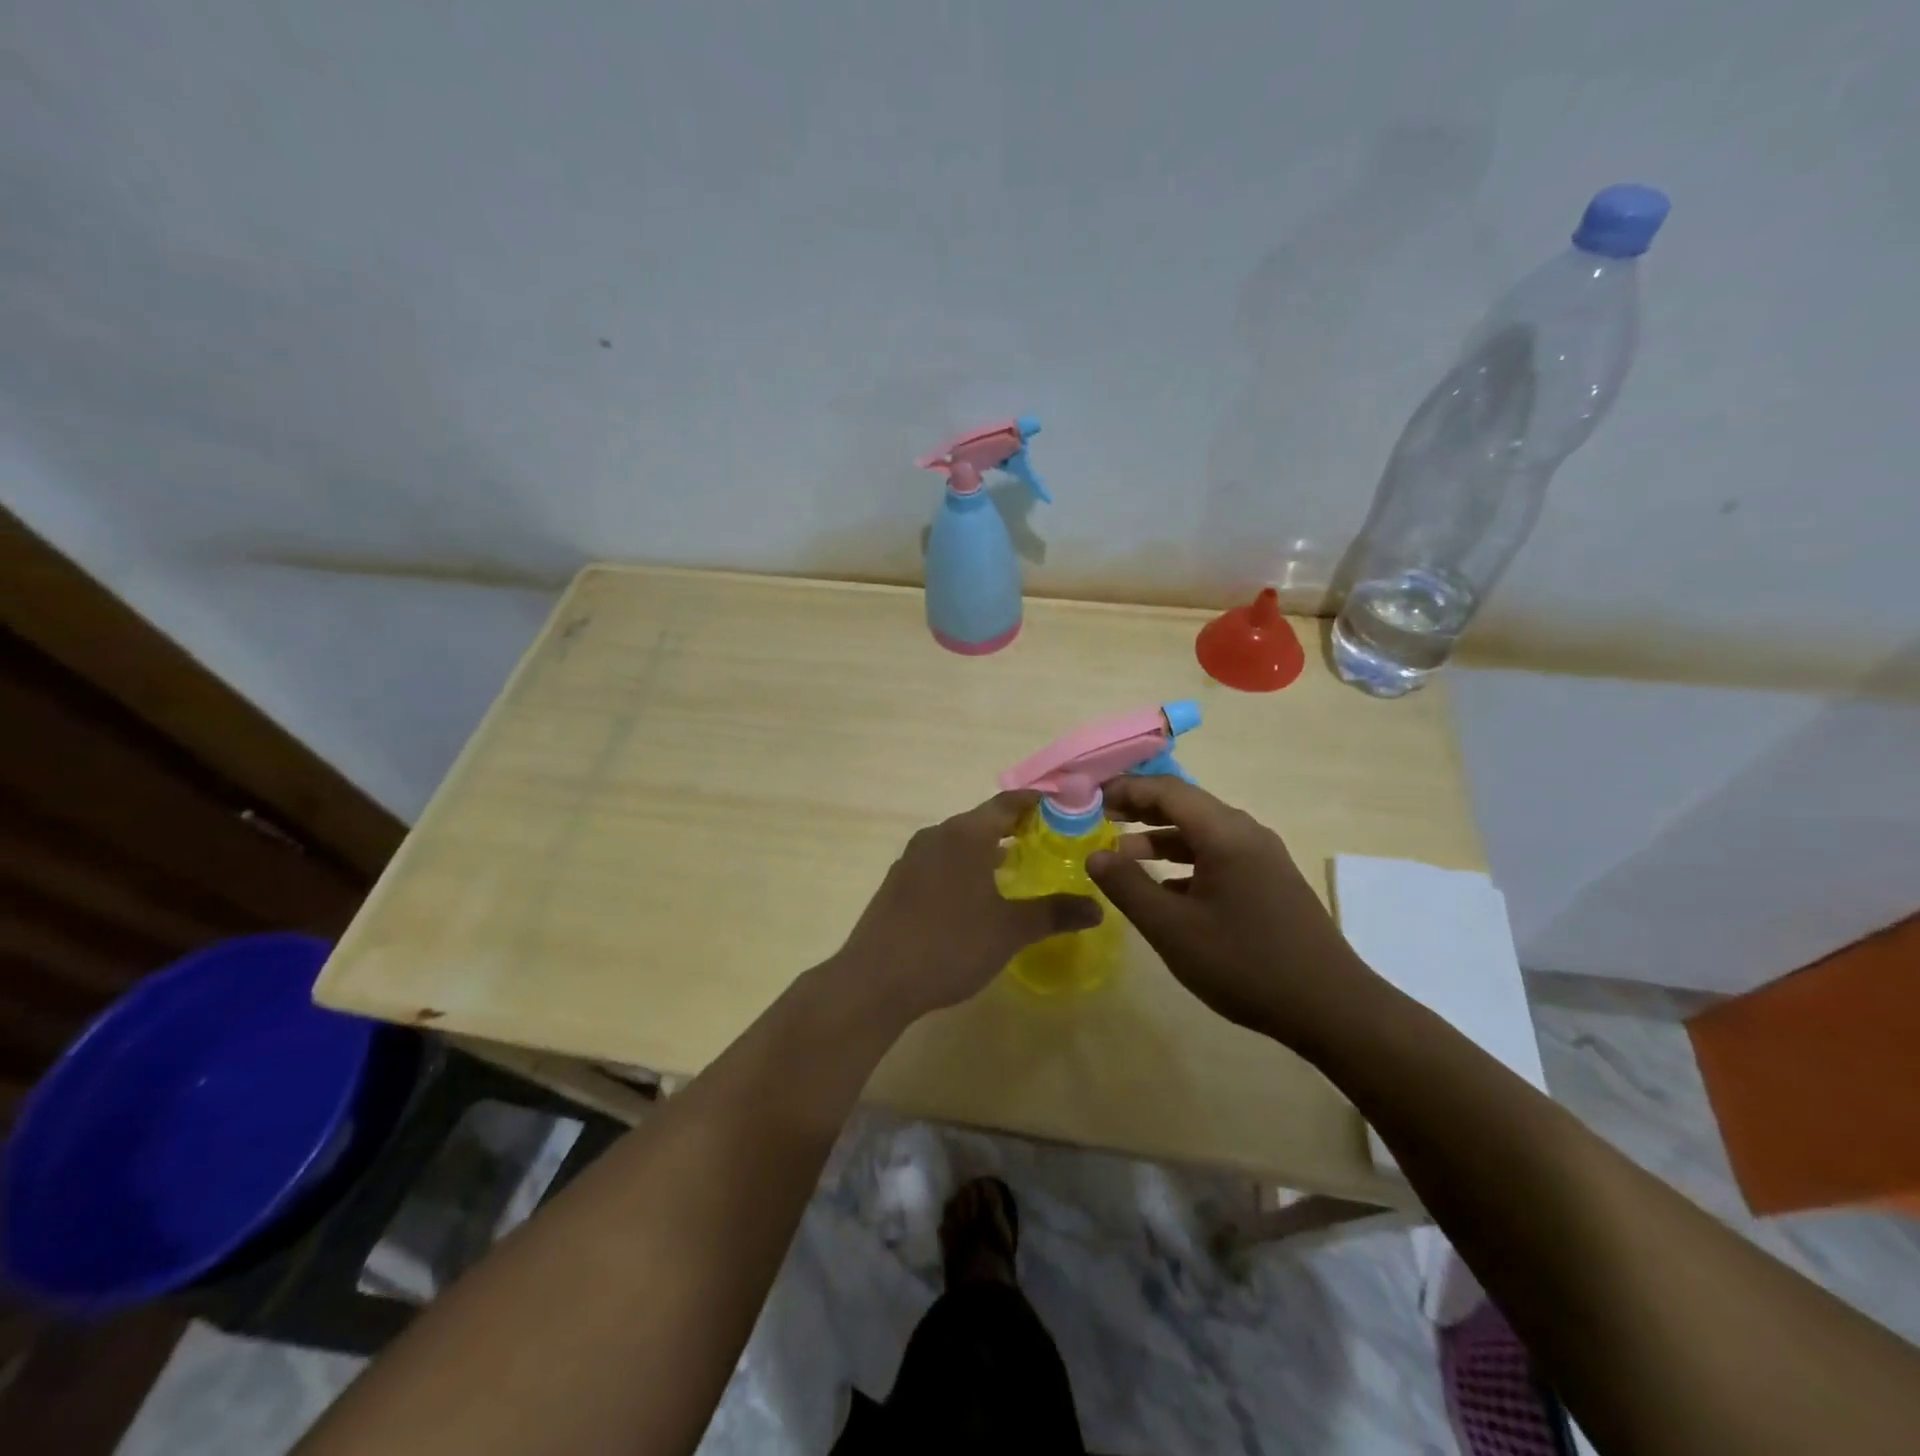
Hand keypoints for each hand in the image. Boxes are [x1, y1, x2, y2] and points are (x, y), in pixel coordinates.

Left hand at [834, 791, 1100, 1022]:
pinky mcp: (898, 881)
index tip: (1064, 807)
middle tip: (1049, 841)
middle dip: (1016, 827)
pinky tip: (975, 895)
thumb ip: (1054, 913)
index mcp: (965, 834)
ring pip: (959, 841)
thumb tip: (1098, 907)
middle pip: (983, 819)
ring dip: (988, 848)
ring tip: (1017, 867)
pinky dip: (964, 866)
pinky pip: (940, 861)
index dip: (1037, 803)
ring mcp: (912, 857)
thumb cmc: (950, 944)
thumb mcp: (1009, 930)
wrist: (876, 979)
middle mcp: (937, 835)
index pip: (1008, 803)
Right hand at [1086, 777, 1375, 1044]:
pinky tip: (1166, 888)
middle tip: (1100, 818)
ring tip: (1124, 854)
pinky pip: (1219, 855)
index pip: (1167, 790)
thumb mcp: (1173, 929)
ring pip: (1202, 832)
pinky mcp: (1270, 882)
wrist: (1332, 1008)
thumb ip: (1128, 887)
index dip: (1125, 789)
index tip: (1090, 798)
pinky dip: (1185, 861)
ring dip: (1161, 837)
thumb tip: (1094, 855)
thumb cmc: (1245, 963)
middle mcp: (1246, 834)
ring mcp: (1263, 858)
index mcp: (1225, 833)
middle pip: (1185, 805)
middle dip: (1141, 808)